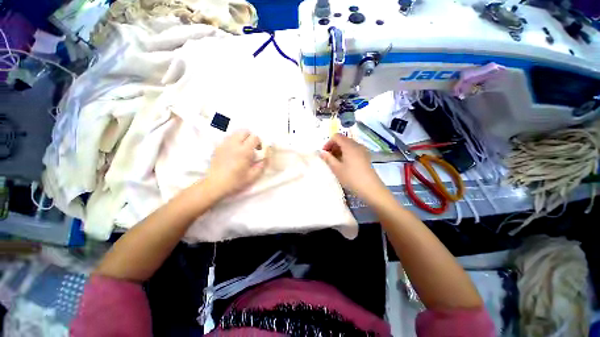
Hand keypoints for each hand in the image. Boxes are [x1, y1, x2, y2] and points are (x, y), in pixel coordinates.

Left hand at [205, 130, 266, 199]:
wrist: (215, 185)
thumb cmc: (236, 181)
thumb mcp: (253, 176)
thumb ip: (262, 164)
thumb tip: (266, 156)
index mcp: (244, 151)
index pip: (255, 137)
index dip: (259, 142)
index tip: (259, 150)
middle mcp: (234, 144)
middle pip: (244, 131)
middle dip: (250, 137)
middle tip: (252, 148)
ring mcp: (224, 144)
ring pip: (235, 133)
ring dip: (242, 138)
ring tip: (242, 149)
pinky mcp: (217, 147)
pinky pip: (228, 138)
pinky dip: (233, 141)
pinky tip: (233, 152)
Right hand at [320, 134, 386, 201]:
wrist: (371, 188)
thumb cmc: (351, 178)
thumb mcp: (336, 169)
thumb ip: (328, 158)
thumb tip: (321, 152)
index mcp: (349, 146)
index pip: (336, 136)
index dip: (328, 143)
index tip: (324, 153)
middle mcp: (357, 145)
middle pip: (343, 140)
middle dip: (333, 146)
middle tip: (328, 157)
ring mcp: (363, 150)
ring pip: (348, 145)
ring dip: (339, 150)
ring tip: (335, 161)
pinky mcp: (366, 156)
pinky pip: (353, 150)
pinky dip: (346, 153)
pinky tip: (344, 164)